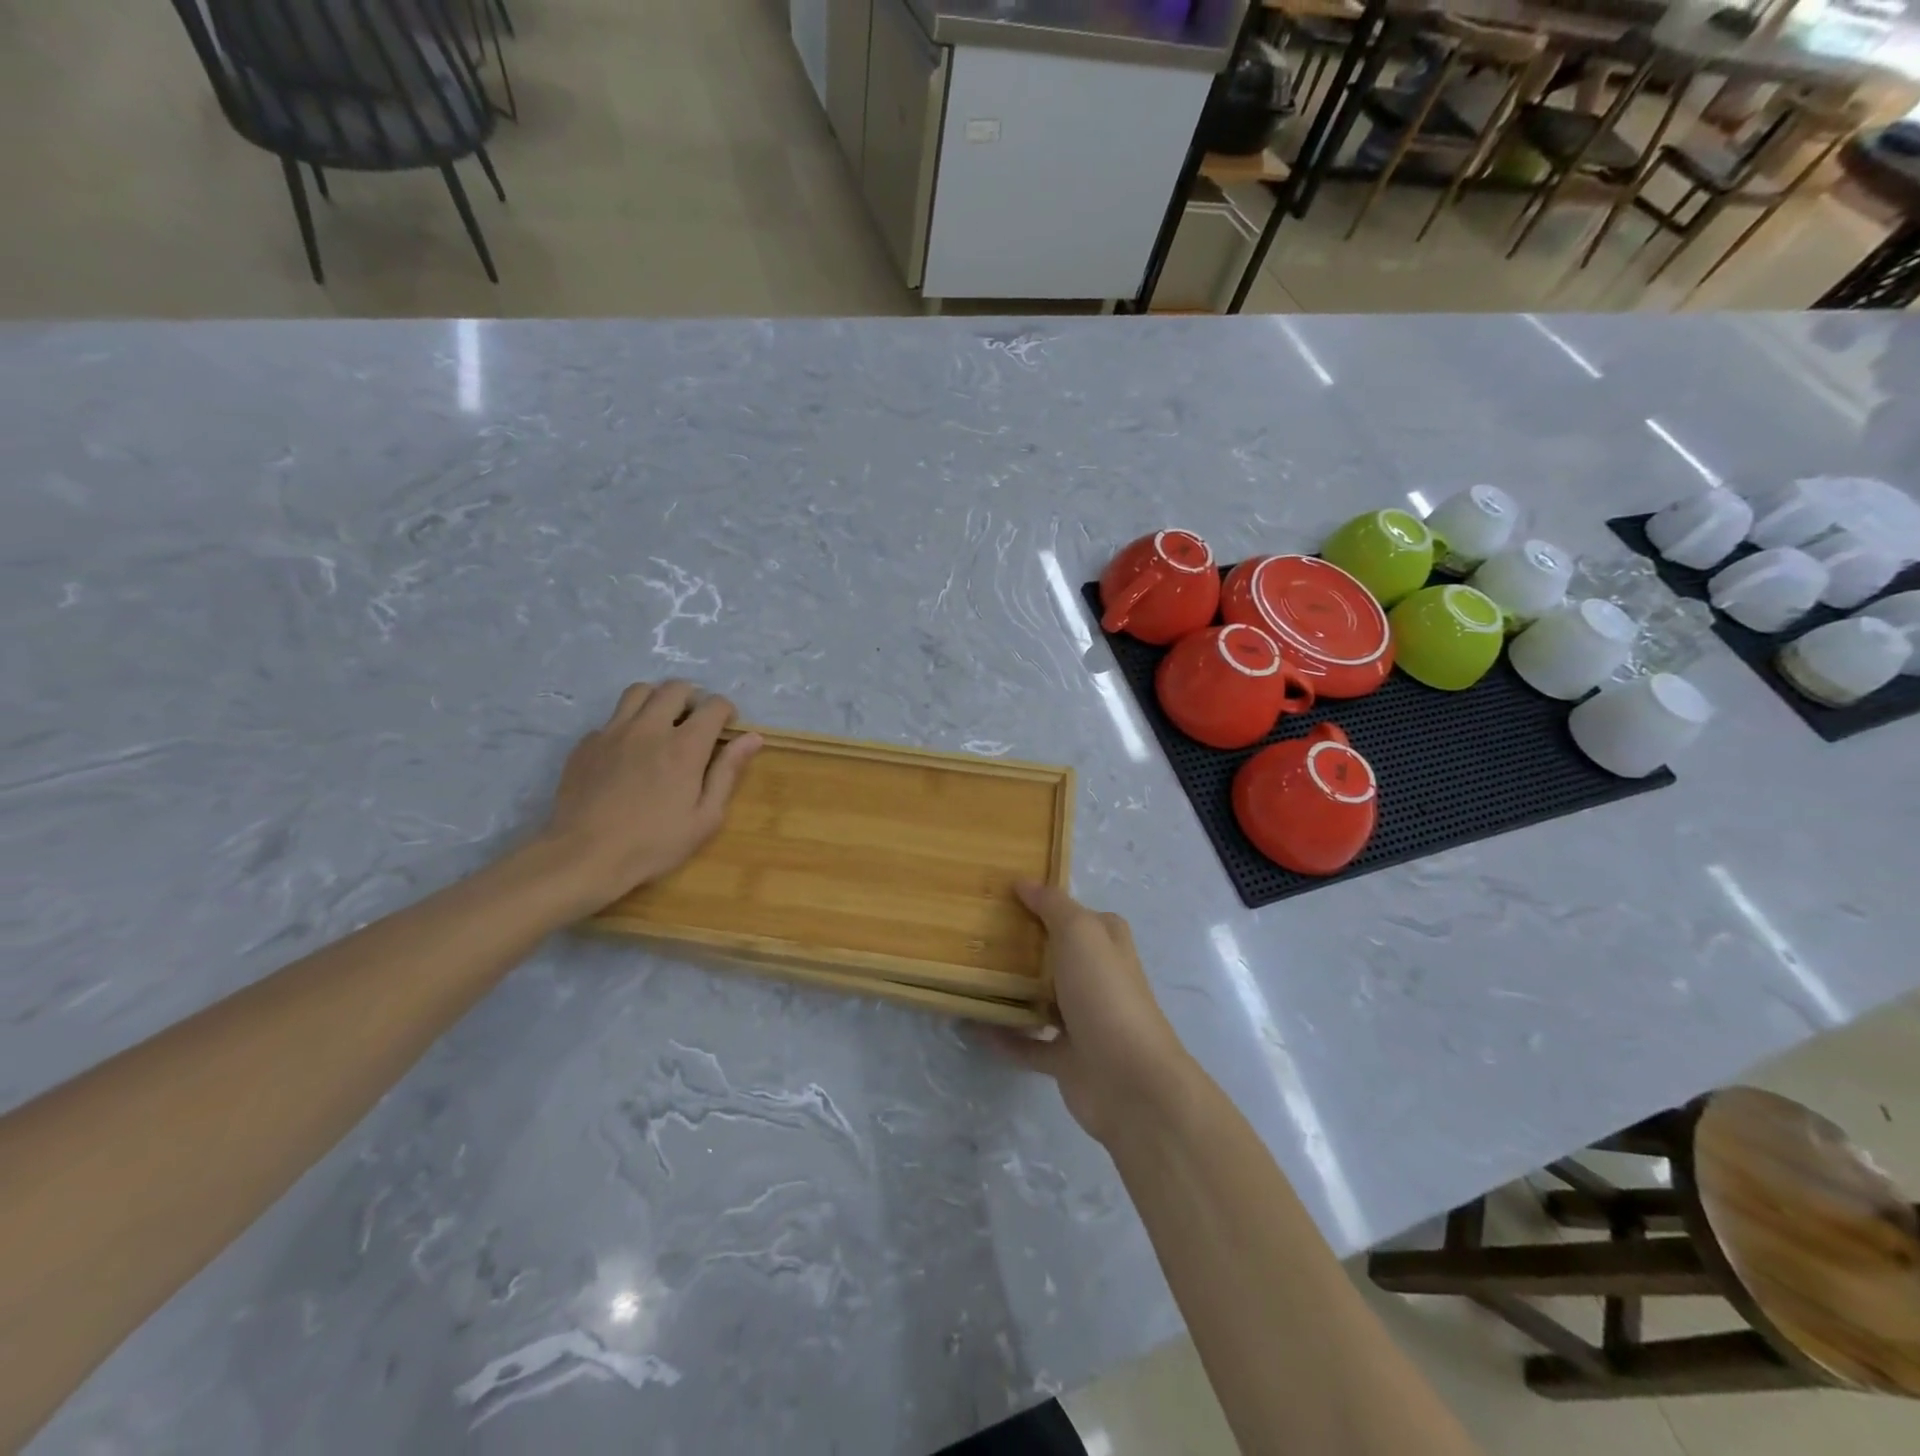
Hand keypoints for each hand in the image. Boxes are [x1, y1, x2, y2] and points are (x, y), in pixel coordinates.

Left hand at [538, 682, 761, 912]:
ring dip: (657, 700)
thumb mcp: (705, 817)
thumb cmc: (654, 843)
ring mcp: (613, 732)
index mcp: (685, 746)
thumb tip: (752, 738)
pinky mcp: (587, 743)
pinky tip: (628, 753)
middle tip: (696, 723)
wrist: (584, 856)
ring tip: (662, 724)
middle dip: (693, 698)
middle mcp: (650, 728)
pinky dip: (627, 725)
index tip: (727, 729)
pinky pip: (612, 719)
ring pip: (639, 691)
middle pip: (676, 688)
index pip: (714, 705)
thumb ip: (728, 772)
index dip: (726, 711)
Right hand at [988, 882, 1195, 1145]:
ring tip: (969, 975)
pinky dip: (1003, 1036)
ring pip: (1040, 998)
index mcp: (1106, 944)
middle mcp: (1097, 977)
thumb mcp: (1080, 933)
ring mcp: (1083, 1020)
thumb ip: (1052, 906)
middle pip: (1055, 955)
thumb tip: (1024, 882)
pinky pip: (1027, 1044)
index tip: (1003, 893)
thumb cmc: (1105, 994)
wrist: (1129, 1081)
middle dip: (1022, 946)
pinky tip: (972, 1024)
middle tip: (976, 932)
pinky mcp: (1067, 1058)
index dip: (1046, 902)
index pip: (1076, 914)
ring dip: (1011, 991)